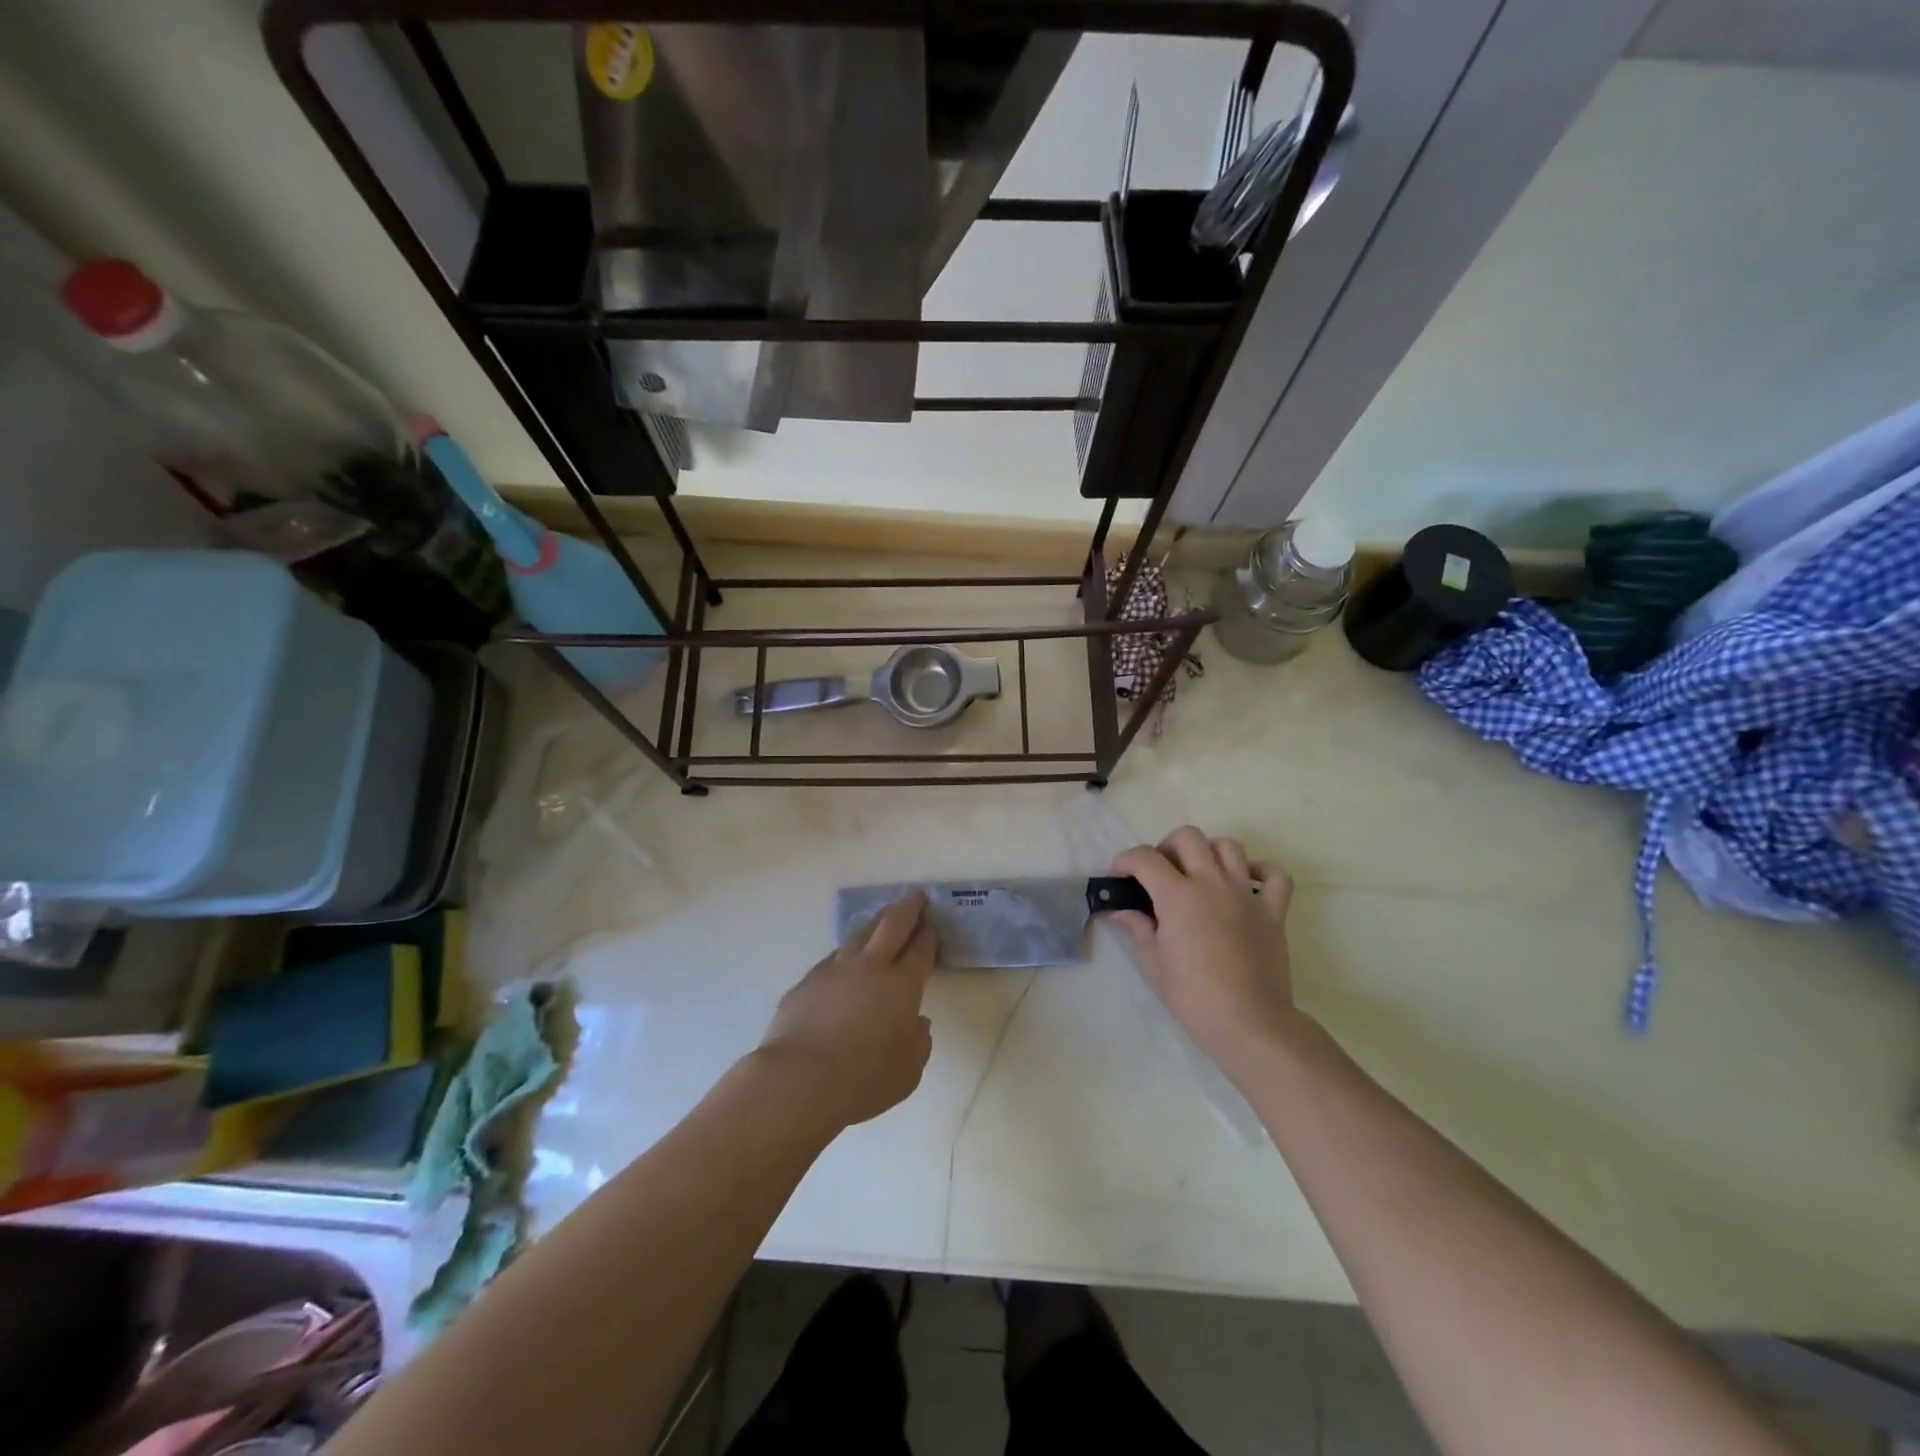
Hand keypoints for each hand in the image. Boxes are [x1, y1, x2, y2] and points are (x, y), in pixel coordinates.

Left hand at [756, 892, 935, 1128]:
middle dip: (907, 908)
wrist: (800, 1079)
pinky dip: (846, 954)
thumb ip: (918, 1041)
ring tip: (882, 919)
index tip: (932, 926)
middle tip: (915, 897)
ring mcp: (835, 970)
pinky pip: (832, 959)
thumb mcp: (908, 1070)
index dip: (928, 936)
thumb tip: (915, 1022)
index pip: (920, 950)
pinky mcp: (807, 982)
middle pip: (891, 925)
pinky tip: (845, 961)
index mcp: (902, 985)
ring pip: (859, 934)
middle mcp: (870, 967)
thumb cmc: (864, 1079)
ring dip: (875, 923)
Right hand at [1112, 827, 1302, 1077]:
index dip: (1125, 861)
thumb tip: (1123, 912)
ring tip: (1199, 875)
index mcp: (1177, 895)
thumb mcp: (1152, 963)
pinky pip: (1274, 875)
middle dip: (1166, 847)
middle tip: (1159, 873)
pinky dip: (1260, 871)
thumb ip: (1137, 928)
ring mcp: (1245, 894)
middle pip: (1187, 837)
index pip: (1144, 858)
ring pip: (1228, 846)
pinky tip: (1245, 883)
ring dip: (1208, 852)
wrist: (1249, 1023)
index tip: (1119, 876)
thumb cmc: (1192, 996)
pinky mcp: (1273, 911)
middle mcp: (1211, 882)